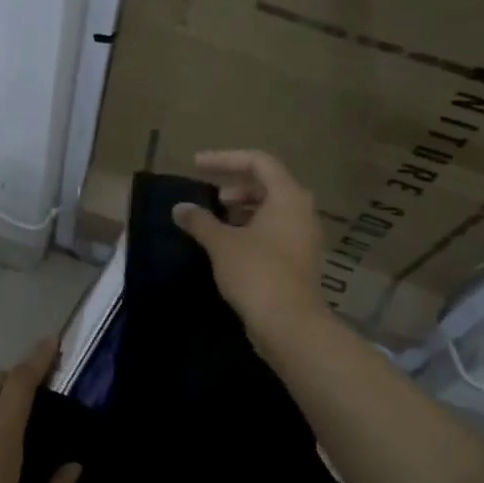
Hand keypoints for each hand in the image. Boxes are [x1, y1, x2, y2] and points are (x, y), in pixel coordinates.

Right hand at [172, 149, 331, 352]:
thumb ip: (200, 220)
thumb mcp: (221, 243)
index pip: (258, 161)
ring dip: (242, 208)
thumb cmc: (256, 272)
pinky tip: (228, 244)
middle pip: (267, 184)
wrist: (289, 324)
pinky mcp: (299, 259)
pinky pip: (274, 230)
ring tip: (215, 219)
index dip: (224, 159)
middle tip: (209, 195)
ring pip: (271, 209)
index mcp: (288, 197)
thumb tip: (179, 208)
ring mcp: (303, 237)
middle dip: (235, 184)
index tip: (196, 165)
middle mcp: (302, 211)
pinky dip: (250, 228)